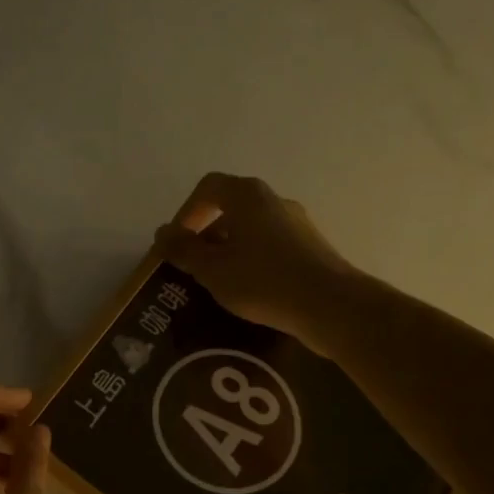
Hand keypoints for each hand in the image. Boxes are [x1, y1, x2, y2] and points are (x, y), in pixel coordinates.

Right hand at [155, 173, 359, 355]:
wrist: (330, 305)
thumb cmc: (263, 281)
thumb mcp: (212, 269)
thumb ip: (183, 250)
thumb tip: (163, 233)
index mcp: (247, 196)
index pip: (208, 188)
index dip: (186, 212)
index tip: (177, 242)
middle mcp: (274, 201)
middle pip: (231, 208)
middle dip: (206, 235)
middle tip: (193, 266)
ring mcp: (297, 223)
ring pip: (252, 229)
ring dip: (229, 250)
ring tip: (219, 283)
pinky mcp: (312, 247)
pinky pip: (271, 246)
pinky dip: (253, 261)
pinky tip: (250, 291)